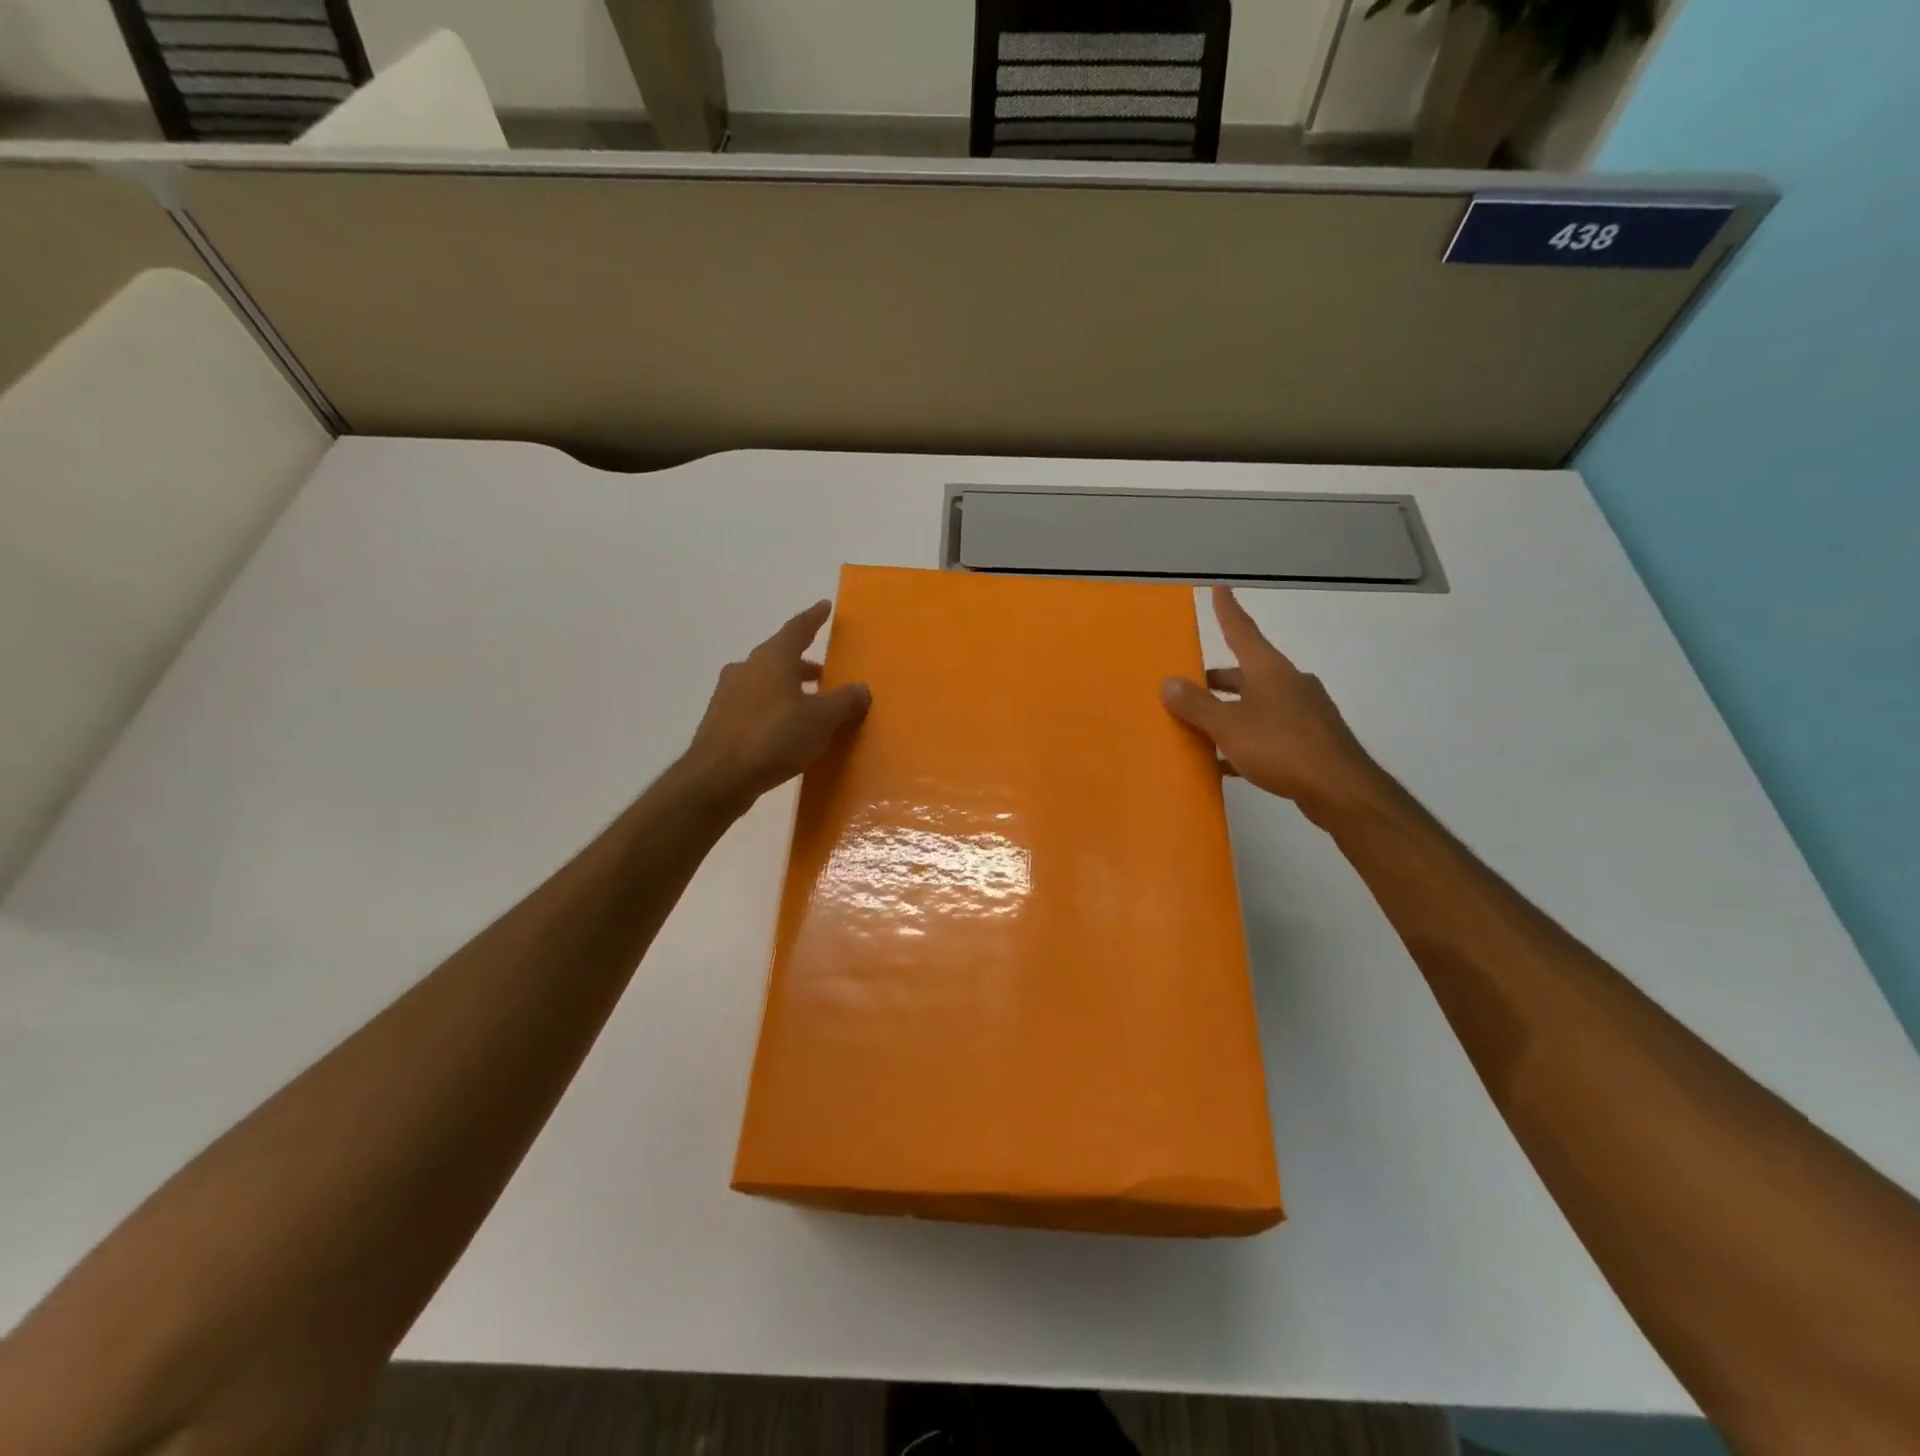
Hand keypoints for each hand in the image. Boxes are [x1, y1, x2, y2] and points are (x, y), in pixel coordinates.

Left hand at [683, 601, 870, 809]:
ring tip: (810, 705)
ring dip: (789, 688)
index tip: (824, 607)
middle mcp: (747, 668)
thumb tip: (862, 688)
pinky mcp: (721, 721)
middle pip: (780, 657)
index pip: (797, 628)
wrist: (718, 778)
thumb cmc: (774, 738)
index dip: (814, 618)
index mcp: (772, 658)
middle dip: (804, 663)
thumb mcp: (821, 720)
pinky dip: (774, 708)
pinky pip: (755, 706)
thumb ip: (845, 701)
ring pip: (766, 682)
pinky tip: (786, 729)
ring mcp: (729, 695)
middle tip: (825, 672)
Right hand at [1160, 586, 1386, 825]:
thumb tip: (1167, 682)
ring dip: (1230, 712)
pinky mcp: (1311, 741)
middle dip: (1217, 680)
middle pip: (1246, 673)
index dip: (1227, 611)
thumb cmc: (1280, 746)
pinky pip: (1269, 732)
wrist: (1340, 789)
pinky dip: (1245, 740)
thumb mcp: (1228, 726)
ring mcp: (1304, 712)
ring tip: (1201, 728)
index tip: (1219, 589)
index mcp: (1269, 670)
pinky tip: (1225, 763)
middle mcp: (1289, 683)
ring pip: (1257, 704)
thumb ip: (1196, 705)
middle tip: (1190, 687)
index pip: (1242, 632)